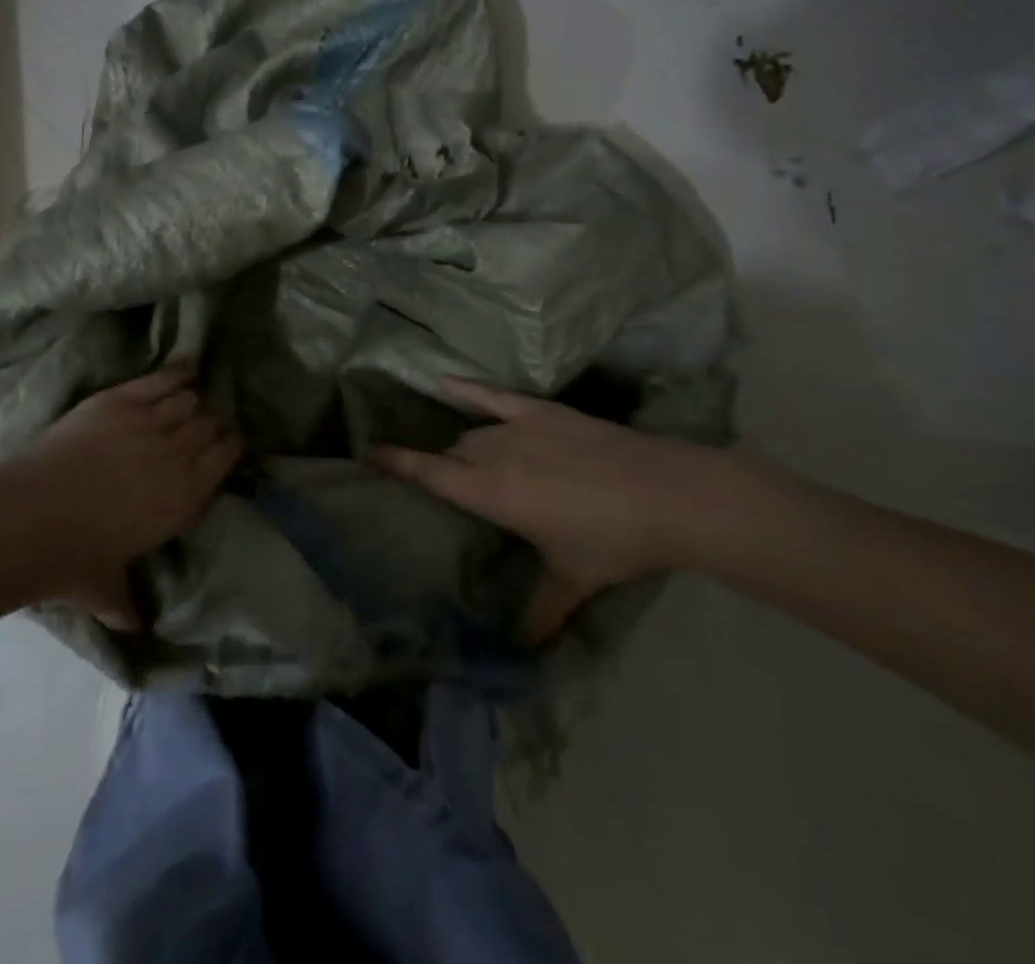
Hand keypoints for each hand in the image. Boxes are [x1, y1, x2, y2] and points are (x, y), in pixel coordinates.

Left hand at [0, 368, 240, 613]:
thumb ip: (126, 605)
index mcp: (184, 498)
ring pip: (188, 400)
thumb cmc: (71, 559)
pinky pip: (161, 380)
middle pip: (209, 424)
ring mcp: (149, 423)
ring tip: (187, 402)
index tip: (228, 442)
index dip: (230, 446)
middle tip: (206, 423)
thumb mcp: (105, 589)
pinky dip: (177, 373)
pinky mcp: (120, 401)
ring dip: (191, 401)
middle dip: (212, 423)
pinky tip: (183, 371)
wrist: (27, 518)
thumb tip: (136, 629)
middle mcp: (177, 454)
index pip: (225, 458)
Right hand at [371, 378, 748, 637]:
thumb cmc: (613, 540)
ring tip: (470, 462)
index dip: (397, 464)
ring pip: (475, 433)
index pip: (431, 475)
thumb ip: (541, 612)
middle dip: (446, 469)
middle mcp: (496, 453)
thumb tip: (521, 653)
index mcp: (493, 493)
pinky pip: (496, 395)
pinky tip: (444, 382)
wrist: (668, 493)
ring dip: (467, 447)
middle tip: (449, 490)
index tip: (366, 454)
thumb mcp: (572, 579)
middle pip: (456, 455)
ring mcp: (520, 426)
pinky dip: (469, 390)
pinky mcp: (545, 410)